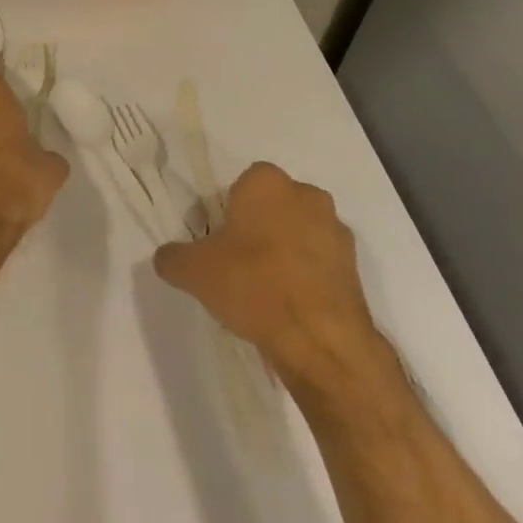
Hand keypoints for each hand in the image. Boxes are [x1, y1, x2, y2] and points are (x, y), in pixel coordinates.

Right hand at [154, 163, 386, 385]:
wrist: (319, 339)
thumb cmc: (252, 285)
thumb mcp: (193, 271)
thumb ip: (173, 257)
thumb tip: (167, 257)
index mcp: (267, 182)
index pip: (243, 183)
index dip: (229, 210)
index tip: (220, 240)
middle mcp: (307, 194)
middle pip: (274, 204)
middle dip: (260, 226)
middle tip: (239, 262)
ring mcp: (336, 229)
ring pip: (300, 230)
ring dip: (287, 249)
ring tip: (267, 288)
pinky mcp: (355, 265)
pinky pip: (321, 260)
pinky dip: (307, 274)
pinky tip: (291, 304)